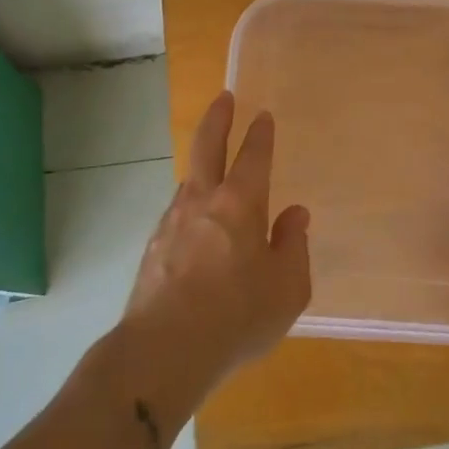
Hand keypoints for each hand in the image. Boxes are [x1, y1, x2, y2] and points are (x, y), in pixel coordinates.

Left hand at [121, 91, 311, 400]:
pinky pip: (177, 213)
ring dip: (202, 166)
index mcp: (240, 204)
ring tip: (212, 168)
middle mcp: (203, 201)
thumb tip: (294, 214)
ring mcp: (172, 221)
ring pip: (189, 180)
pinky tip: (195, 224)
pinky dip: (190, 205)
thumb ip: (293, 246)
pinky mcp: (153, 246)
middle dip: (218, 118)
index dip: (260, 134)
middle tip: (224, 98)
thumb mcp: (287, 288)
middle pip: (207, 147)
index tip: (263, 116)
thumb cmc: (237, 317)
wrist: (163, 350)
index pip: (253, 156)